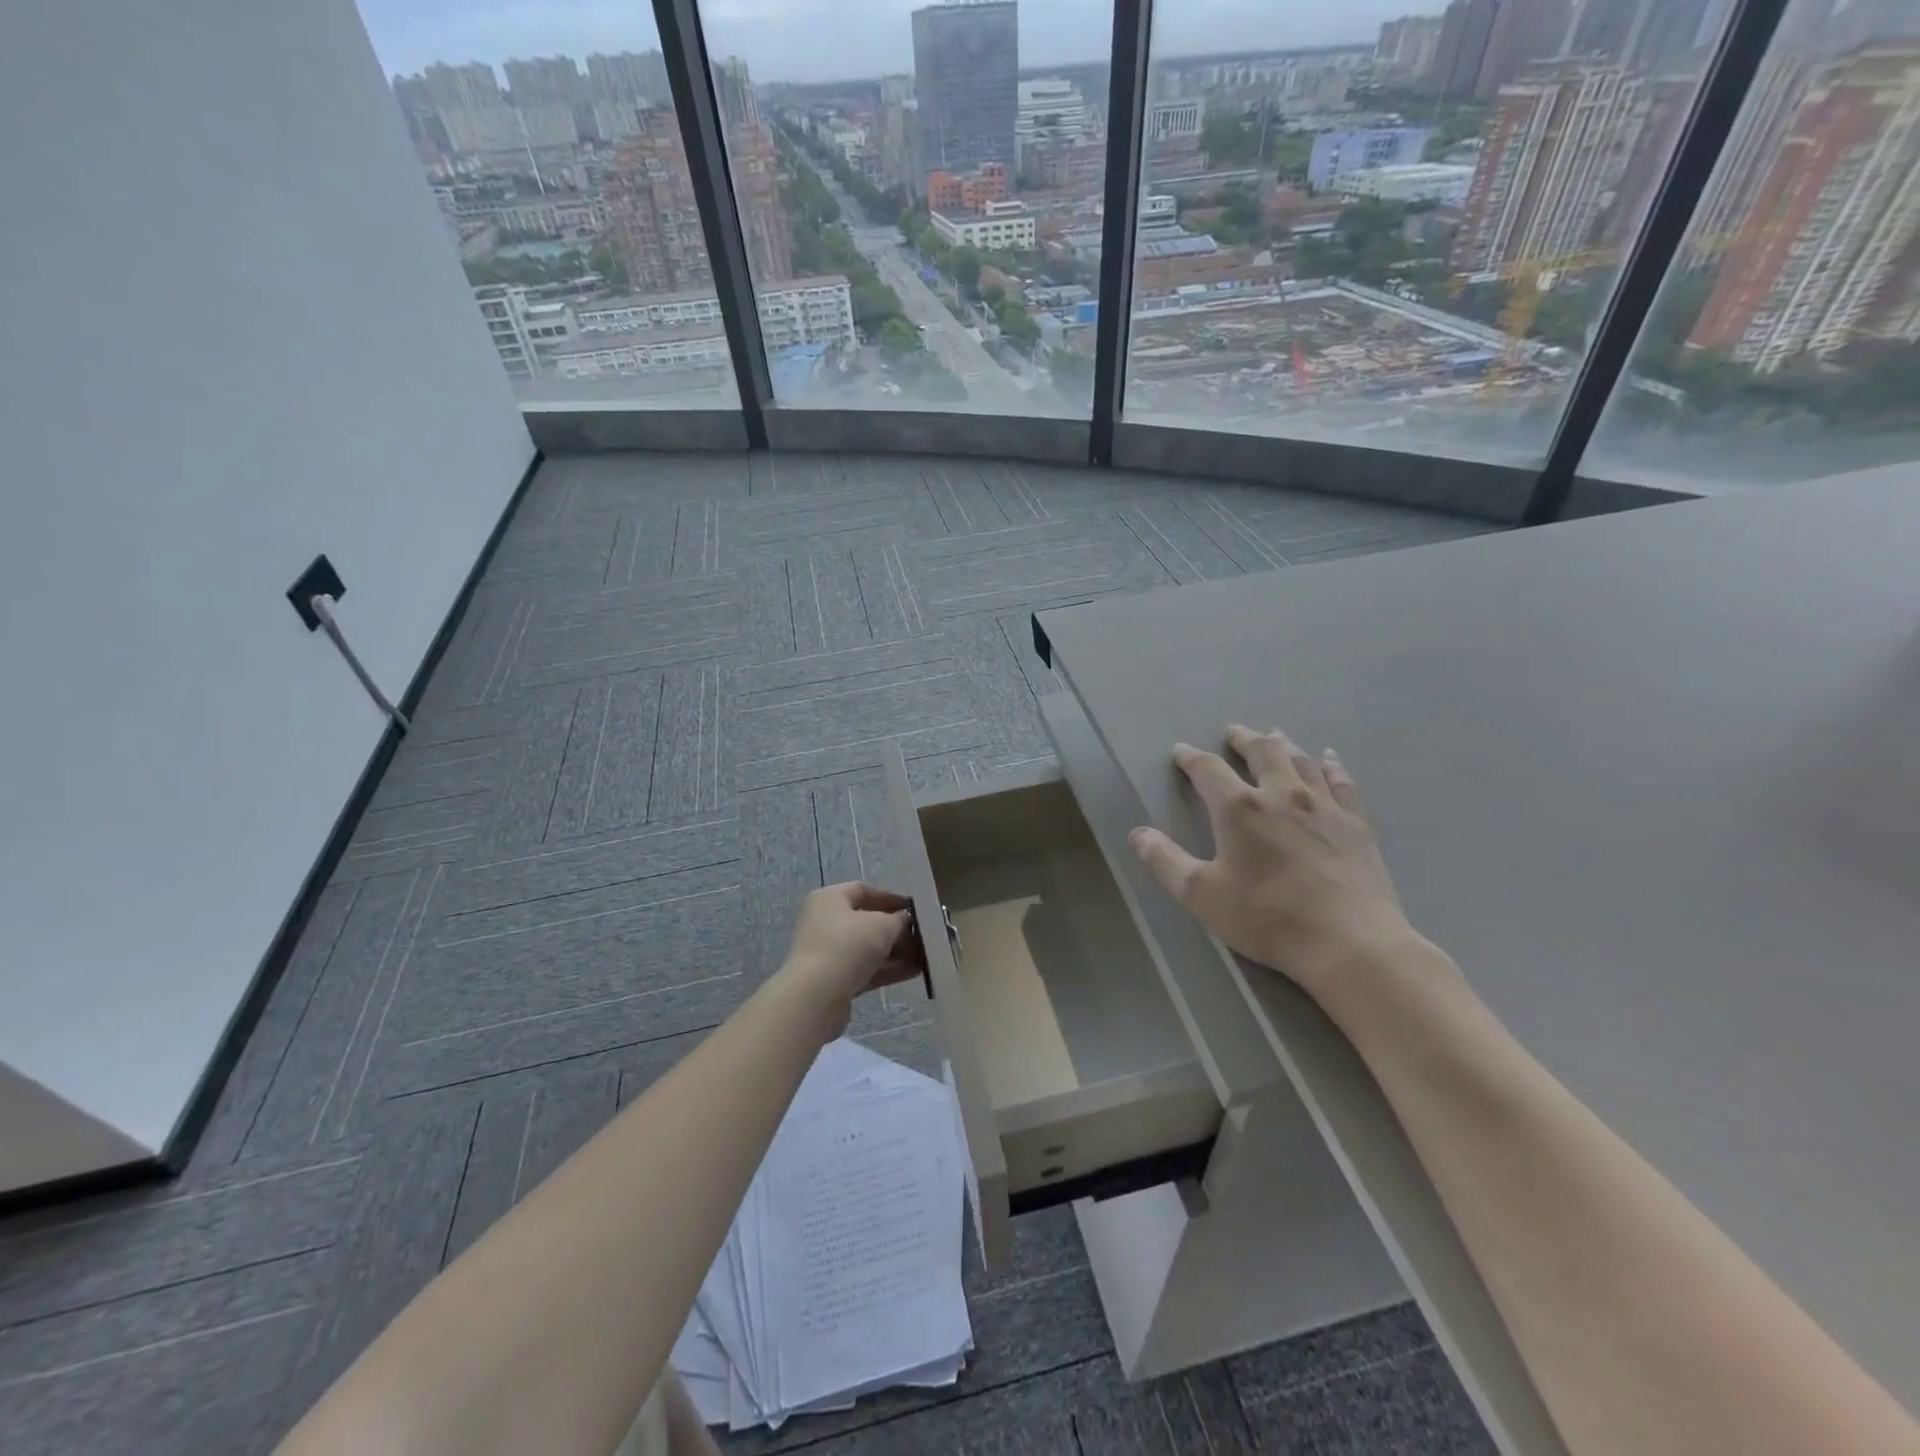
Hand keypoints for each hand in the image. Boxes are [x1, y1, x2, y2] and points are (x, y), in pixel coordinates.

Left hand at [778, 883, 921, 1037]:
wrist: (816, 997)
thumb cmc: (847, 946)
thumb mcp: (882, 926)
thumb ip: (899, 920)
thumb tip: (905, 921)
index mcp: (829, 899)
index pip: (863, 890)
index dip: (890, 898)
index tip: (914, 909)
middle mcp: (824, 922)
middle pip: (866, 921)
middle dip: (896, 929)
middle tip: (922, 935)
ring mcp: (827, 953)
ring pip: (867, 948)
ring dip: (895, 951)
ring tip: (925, 955)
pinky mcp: (833, 980)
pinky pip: (864, 969)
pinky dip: (887, 969)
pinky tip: (914, 972)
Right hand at [1130, 726, 1421, 1004]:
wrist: (1349, 942)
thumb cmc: (1266, 917)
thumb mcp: (1201, 895)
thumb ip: (1165, 861)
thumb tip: (1138, 834)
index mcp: (1239, 809)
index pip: (1209, 770)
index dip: (1191, 758)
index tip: (1181, 752)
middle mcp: (1281, 794)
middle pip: (1261, 752)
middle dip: (1243, 739)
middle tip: (1233, 732)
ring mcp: (1323, 806)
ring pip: (1300, 760)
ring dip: (1282, 744)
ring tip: (1273, 735)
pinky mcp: (1356, 823)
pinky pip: (1341, 782)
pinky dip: (1331, 765)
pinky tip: (1328, 758)